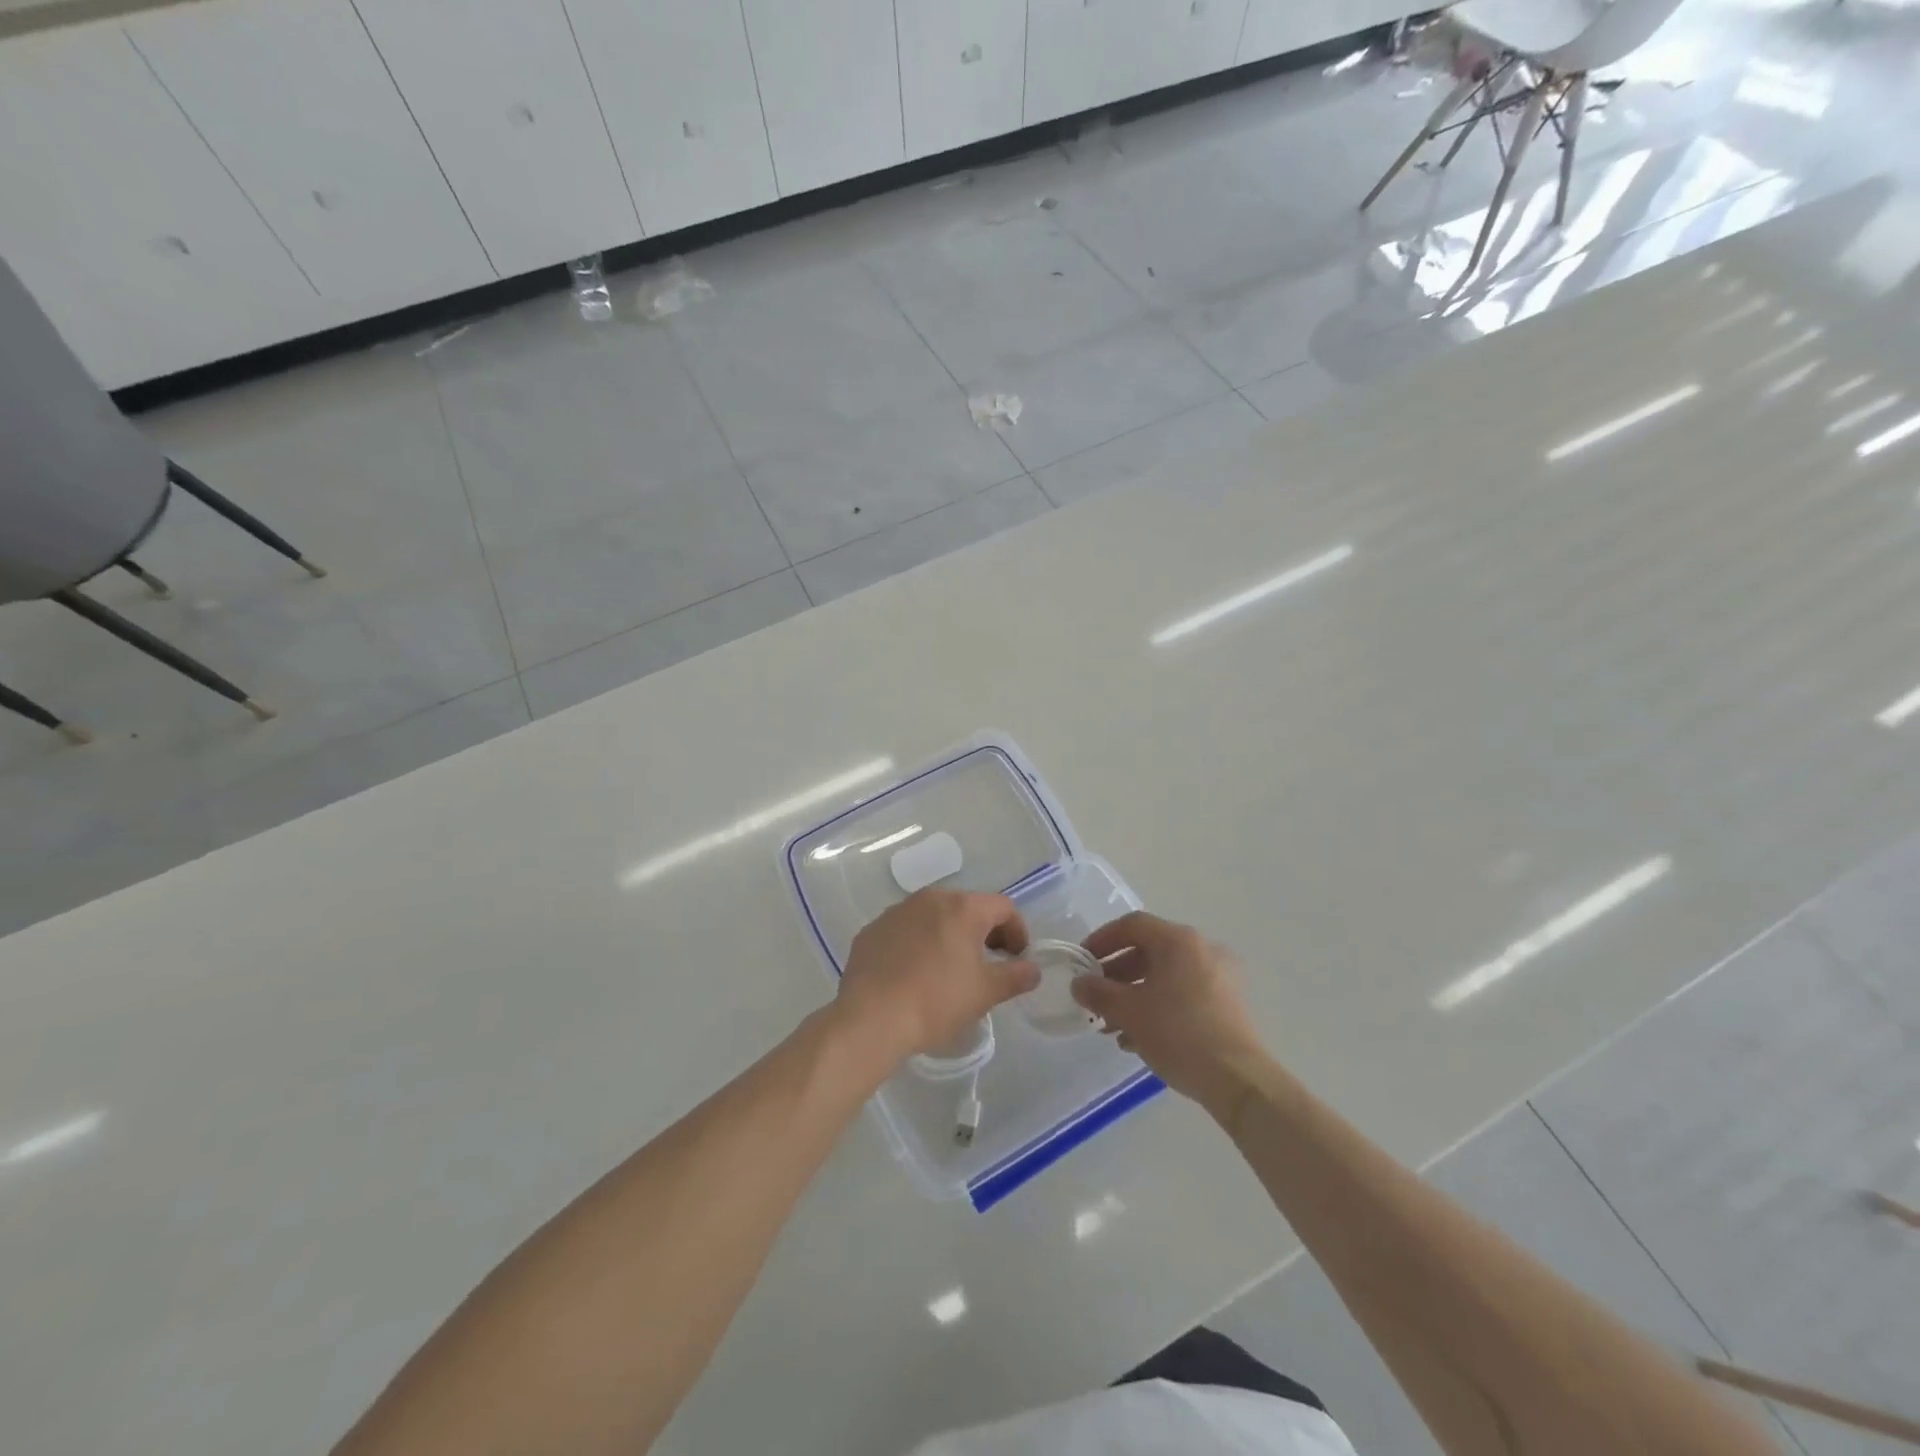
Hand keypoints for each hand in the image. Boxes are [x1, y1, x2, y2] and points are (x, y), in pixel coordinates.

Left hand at [833, 889, 1039, 1071]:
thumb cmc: (936, 1001)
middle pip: (967, 907)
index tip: (1017, 958)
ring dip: (949, 935)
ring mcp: (896, 911)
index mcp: (962, 908)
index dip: (1017, 931)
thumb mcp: (985, 993)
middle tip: (988, 963)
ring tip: (950, 969)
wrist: (871, 1018)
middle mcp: (930, 899)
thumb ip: (1015, 976)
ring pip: (934, 916)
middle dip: (983, 931)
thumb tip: (1033, 970)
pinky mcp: (872, 930)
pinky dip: (918, 943)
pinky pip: (905, 930)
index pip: (1003, 907)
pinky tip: (915, 973)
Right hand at [1071, 912, 1268, 1114]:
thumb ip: (1098, 992)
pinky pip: (1183, 993)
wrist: (1238, 1080)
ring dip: (1134, 994)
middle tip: (1095, 996)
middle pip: (1149, 950)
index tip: (1082, 962)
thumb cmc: (1179, 1034)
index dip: (1102, 939)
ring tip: (1112, 1025)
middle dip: (1116, 974)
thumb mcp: (1129, 1012)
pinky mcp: (1227, 1004)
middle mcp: (1202, 949)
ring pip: (1166, 975)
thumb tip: (1079, 984)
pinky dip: (1158, 1006)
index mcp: (1179, 941)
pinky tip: (1139, 1038)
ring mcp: (1219, 977)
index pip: (1132, 925)